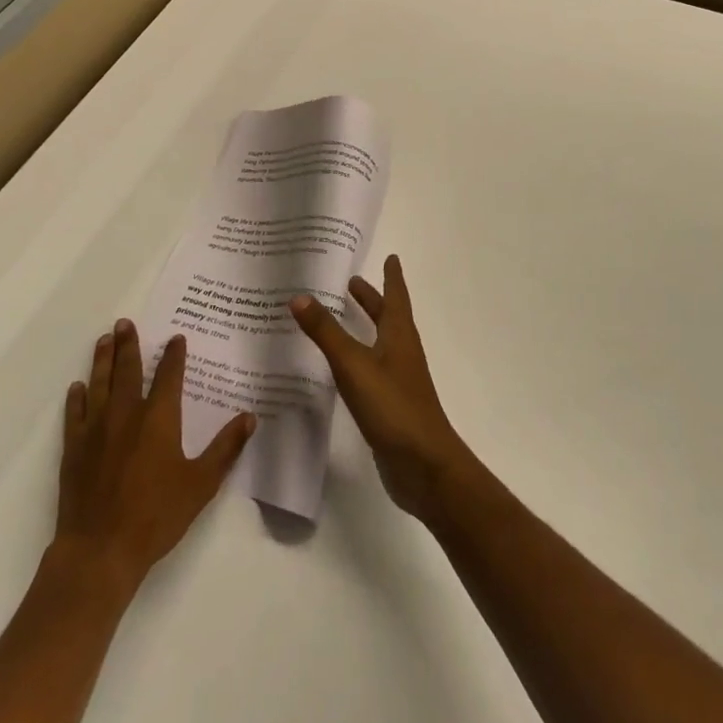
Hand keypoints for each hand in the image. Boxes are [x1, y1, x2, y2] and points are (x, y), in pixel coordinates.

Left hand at [49, 319, 255, 593]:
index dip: (174, 355)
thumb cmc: (155, 516)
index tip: (175, 338)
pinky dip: (77, 398)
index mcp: (159, 418)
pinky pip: (75, 414)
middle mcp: (126, 414)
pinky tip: (78, 388)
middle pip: (128, 370)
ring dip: (102, 360)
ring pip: (100, 384)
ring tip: (104, 340)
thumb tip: (249, 417)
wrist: (99, 551)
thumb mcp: (201, 484)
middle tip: (124, 322)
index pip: (169, 375)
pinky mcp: (74, 449)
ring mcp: (96, 430)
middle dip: (129, 344)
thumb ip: (226, 448)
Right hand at [290, 255, 473, 524]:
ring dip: (366, 327)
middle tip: (353, 283)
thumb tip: (299, 296)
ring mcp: (398, 380)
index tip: (391, 257)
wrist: (424, 466)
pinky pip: (372, 370)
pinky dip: (358, 358)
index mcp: (399, 335)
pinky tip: (342, 368)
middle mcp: (401, 352)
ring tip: (342, 318)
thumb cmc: (393, 406)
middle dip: (372, 300)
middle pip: (388, 318)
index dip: (392, 277)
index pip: (396, 297)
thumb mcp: (354, 365)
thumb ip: (326, 332)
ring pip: (380, 343)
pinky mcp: (391, 405)